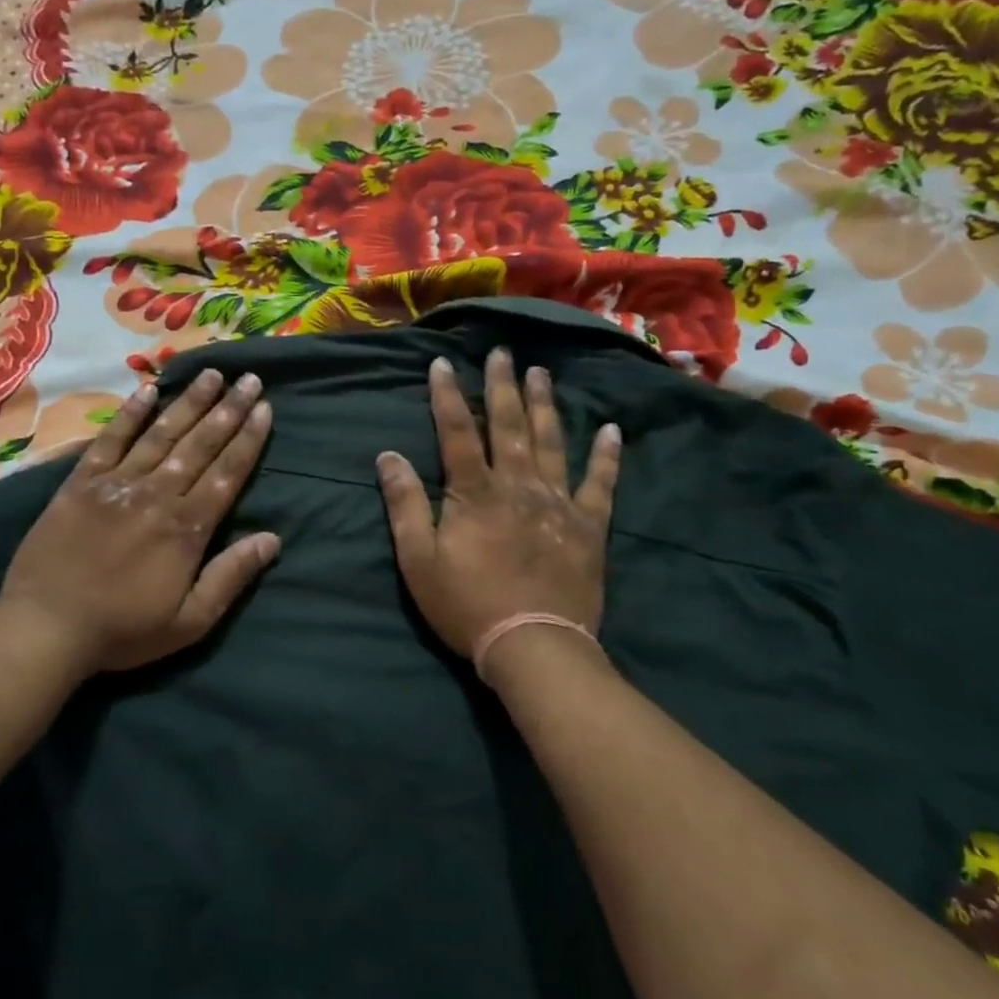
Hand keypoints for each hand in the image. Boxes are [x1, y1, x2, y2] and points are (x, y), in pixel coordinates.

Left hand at [0, 368, 277, 676]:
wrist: (46, 628)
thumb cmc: (123, 631)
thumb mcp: (190, 621)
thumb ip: (231, 576)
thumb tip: (272, 539)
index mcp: (186, 528)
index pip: (227, 473)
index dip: (248, 439)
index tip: (265, 408)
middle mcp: (157, 495)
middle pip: (200, 444)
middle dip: (228, 410)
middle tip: (249, 378)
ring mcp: (117, 484)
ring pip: (161, 434)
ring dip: (189, 402)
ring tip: (212, 374)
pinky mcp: (81, 482)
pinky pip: (110, 440)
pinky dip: (130, 414)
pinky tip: (148, 390)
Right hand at [378, 348, 620, 681]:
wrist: (533, 645)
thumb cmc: (467, 604)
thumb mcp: (418, 560)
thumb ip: (404, 504)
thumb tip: (387, 456)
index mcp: (475, 492)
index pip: (456, 432)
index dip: (447, 396)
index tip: (442, 363)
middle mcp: (518, 485)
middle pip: (508, 426)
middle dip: (502, 387)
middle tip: (503, 353)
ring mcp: (558, 503)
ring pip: (551, 442)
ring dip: (545, 405)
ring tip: (542, 374)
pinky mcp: (588, 526)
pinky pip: (600, 483)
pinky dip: (606, 456)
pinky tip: (611, 430)